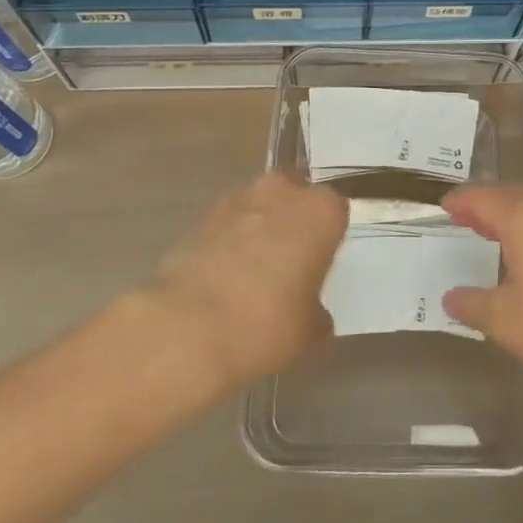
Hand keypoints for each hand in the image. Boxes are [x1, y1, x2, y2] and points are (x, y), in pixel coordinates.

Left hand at [149, 173, 346, 389]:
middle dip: (293, 224)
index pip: (336, 212)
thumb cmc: (266, 324)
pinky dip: (229, 243)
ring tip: (251, 276)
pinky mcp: (202, 215)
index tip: (320, 265)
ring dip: (259, 231)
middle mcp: (282, 191)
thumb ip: (317, 311)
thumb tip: (311, 312)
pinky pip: (228, 224)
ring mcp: (238, 198)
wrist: (186, 329)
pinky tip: (223, 280)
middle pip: (296, 200)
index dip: (328, 239)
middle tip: (289, 266)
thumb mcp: (310, 331)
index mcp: (321, 210)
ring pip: (260, 209)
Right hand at [441, 186, 522, 403]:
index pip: (484, 198)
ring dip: (513, 215)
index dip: (462, 201)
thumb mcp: (505, 320)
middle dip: (486, 205)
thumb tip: (451, 299)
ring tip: (494, 232)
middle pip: (511, 196)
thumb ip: (473, 304)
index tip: (445, 206)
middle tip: (465, 218)